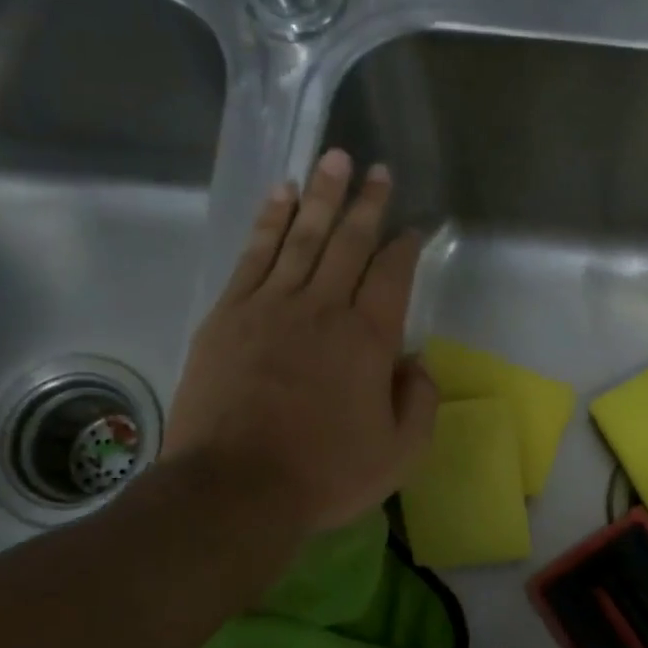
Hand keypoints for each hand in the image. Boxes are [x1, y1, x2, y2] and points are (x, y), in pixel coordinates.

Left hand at [162, 148, 437, 533]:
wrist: (235, 488)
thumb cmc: (326, 474)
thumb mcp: (400, 453)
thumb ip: (420, 402)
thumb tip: (416, 361)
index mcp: (368, 340)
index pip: (392, 276)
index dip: (405, 247)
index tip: (413, 227)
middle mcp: (322, 309)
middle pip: (348, 242)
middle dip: (366, 203)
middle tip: (375, 169)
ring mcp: (270, 307)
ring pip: (301, 237)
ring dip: (320, 195)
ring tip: (332, 158)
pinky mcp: (228, 315)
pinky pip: (254, 255)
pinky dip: (269, 221)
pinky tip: (280, 196)